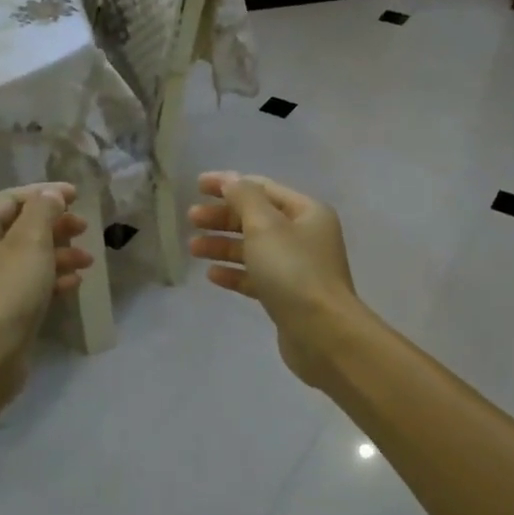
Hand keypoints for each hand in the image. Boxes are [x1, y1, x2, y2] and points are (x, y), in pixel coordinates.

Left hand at [0, 183, 92, 401]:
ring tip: (88, 261)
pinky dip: (52, 279)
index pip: (11, 199)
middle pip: (21, 228)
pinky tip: (75, 284)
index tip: (77, 195)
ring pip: (29, 258)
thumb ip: (43, 211)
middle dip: (56, 226)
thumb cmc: (7, 291)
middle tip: (84, 228)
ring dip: (60, 254)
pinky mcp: (3, 311)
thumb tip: (50, 194)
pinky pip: (30, 285)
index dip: (44, 193)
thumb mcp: (30, 243)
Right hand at [188, 171, 368, 388]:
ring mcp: (298, 268)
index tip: (197, 185)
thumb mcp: (265, 226)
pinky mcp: (288, 296)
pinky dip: (234, 273)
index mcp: (306, 212)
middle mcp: (305, 236)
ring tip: (192, 248)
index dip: (229, 184)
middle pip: (257, 218)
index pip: (262, 188)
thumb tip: (231, 181)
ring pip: (254, 249)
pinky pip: (256, 277)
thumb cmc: (293, 271)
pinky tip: (212, 275)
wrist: (322, 333)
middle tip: (191, 219)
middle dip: (222, 217)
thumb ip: (244, 198)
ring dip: (223, 245)